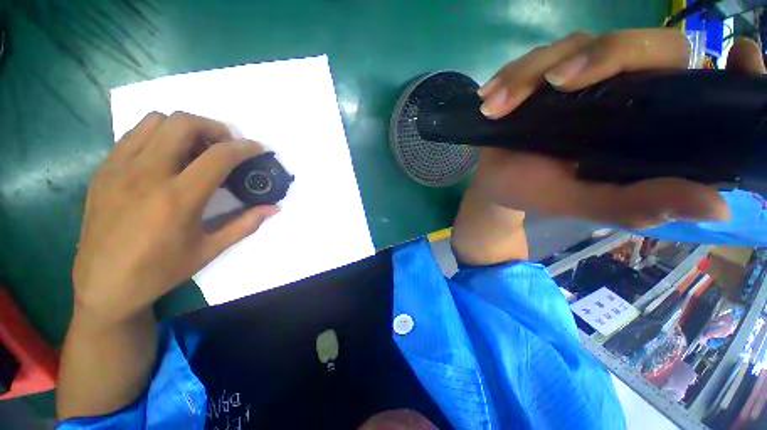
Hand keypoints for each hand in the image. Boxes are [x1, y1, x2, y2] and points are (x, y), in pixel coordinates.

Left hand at [72, 112, 278, 322]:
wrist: (104, 284)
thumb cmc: (161, 270)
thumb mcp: (210, 249)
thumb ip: (246, 224)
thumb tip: (274, 208)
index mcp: (178, 199)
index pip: (219, 156)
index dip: (245, 147)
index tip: (258, 149)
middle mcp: (146, 174)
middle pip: (183, 123)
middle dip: (214, 128)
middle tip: (226, 146)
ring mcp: (119, 168)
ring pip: (156, 120)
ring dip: (185, 128)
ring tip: (197, 150)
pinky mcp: (104, 169)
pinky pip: (135, 135)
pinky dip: (160, 136)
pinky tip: (168, 159)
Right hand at [472, 29, 764, 228]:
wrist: (498, 184)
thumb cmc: (537, 193)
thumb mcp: (584, 203)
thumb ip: (640, 204)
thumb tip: (717, 206)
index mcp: (649, 126)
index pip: (706, 86)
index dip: (730, 72)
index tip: (739, 56)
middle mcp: (627, 90)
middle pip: (643, 45)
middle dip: (601, 56)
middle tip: (555, 84)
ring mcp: (583, 77)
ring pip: (576, 44)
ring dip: (531, 73)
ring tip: (497, 107)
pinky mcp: (546, 74)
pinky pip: (536, 58)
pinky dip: (510, 76)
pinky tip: (490, 99)